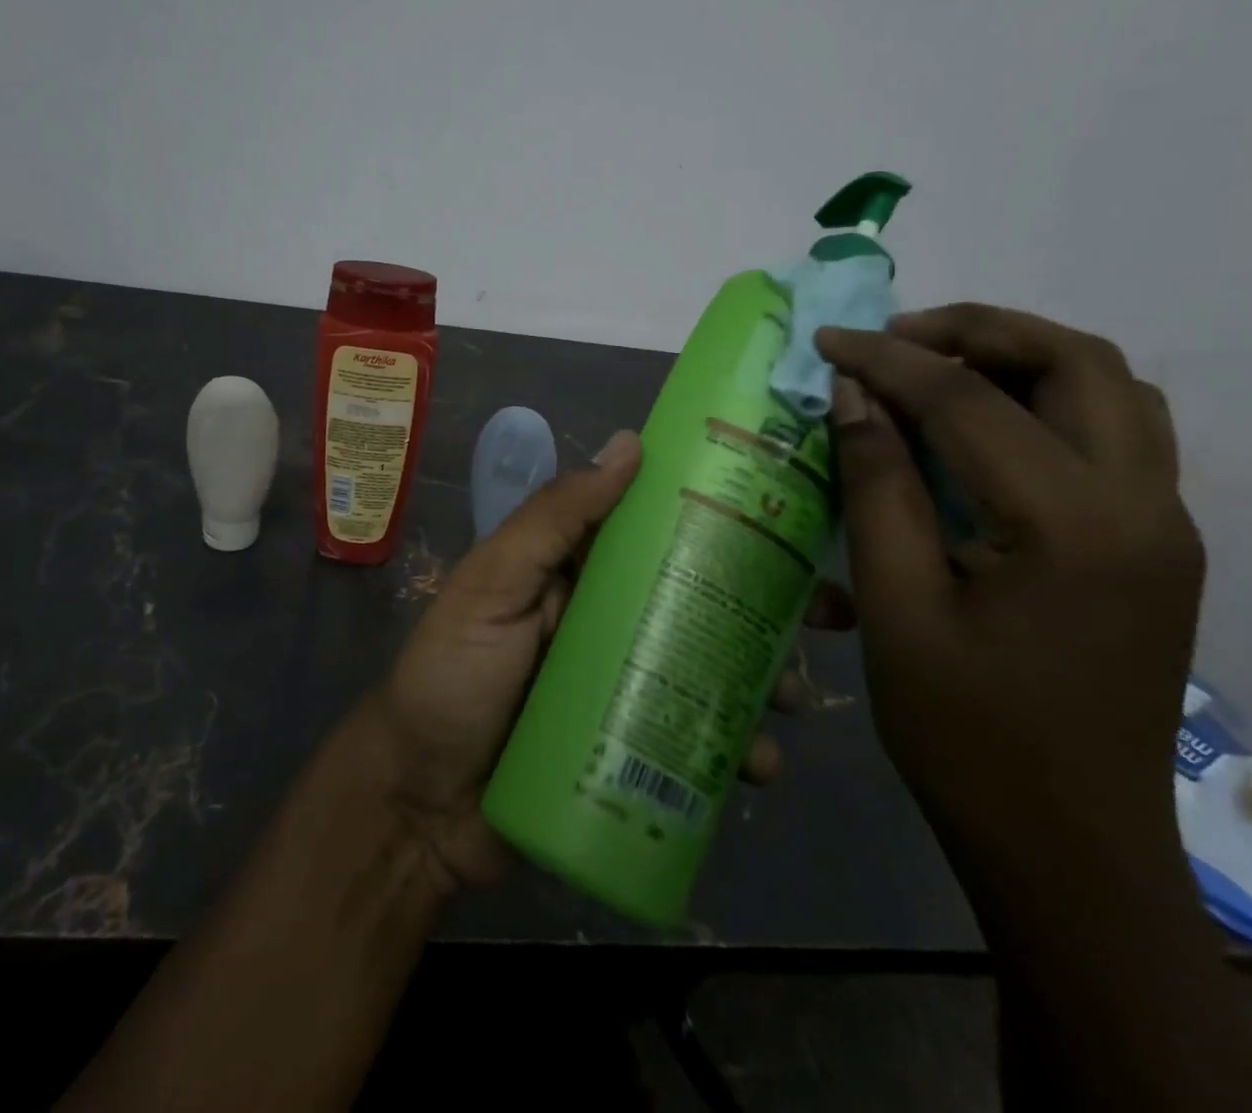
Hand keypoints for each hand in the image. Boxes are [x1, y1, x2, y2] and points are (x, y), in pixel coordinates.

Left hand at [367, 429, 841, 890]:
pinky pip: (697, 735)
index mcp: (580, 570)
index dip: (722, 517)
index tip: (792, 514)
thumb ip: (553, 518)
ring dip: (762, 677)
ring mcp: (625, 685)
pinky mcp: (633, 748)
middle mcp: (609, 618)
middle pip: (700, 597)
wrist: (419, 809)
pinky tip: (761, 765)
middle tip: (833, 613)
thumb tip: (630, 443)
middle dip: (766, 602)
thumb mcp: (491, 586)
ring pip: (710, 666)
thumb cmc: (450, 680)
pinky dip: (735, 746)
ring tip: (794, 700)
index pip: (660, 528)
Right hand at [816, 304, 1201, 860]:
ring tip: (936, 367)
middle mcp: (1142, 506)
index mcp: (1071, 525)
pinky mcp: (1155, 547)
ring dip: (1023, 356)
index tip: (828, 340)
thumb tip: (854, 397)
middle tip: (896, 338)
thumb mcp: (897, 608)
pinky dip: (1049, 399)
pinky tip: (984, 427)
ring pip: (1111, 389)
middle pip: (1077, 362)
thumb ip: (877, 488)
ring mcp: (1163, 526)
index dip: (888, 360)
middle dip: (978, 330)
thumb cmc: (964, 734)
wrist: (1069, 845)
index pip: (969, 400)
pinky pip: (1116, 433)